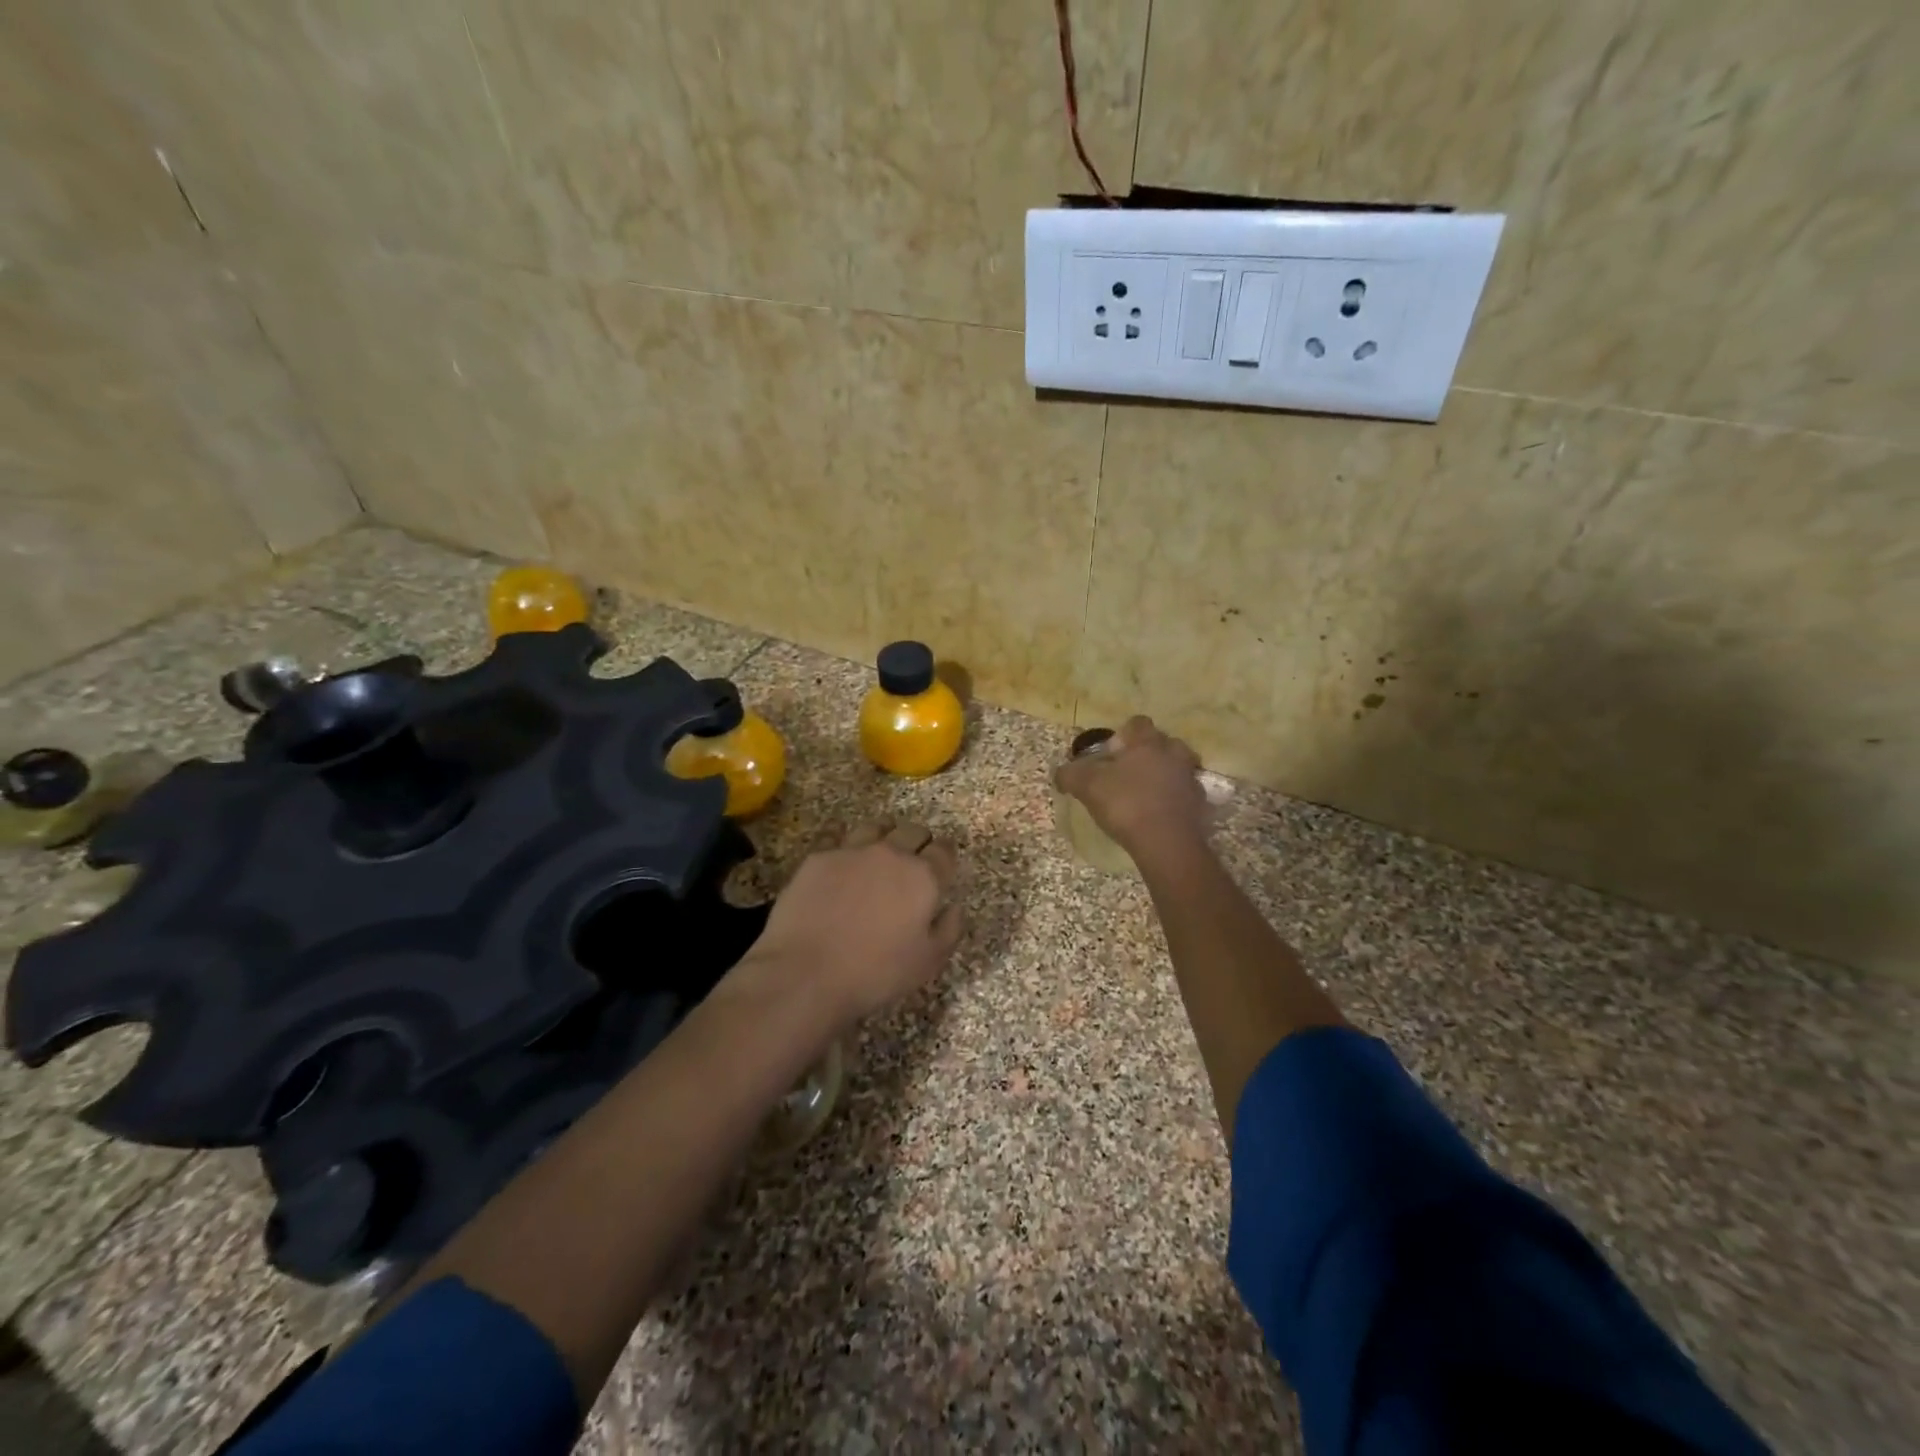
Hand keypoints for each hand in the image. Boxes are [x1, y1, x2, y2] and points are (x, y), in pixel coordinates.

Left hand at [738, 821, 962, 1029]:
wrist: (806, 972)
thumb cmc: (875, 972)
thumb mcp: (927, 962)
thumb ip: (948, 930)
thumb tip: (954, 907)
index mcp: (923, 877)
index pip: (944, 852)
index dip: (945, 856)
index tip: (942, 866)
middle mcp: (890, 854)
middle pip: (912, 831)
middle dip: (918, 841)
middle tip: (914, 858)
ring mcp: (851, 851)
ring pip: (875, 827)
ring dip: (883, 834)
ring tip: (878, 850)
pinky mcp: (818, 857)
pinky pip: (836, 834)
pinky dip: (843, 838)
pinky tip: (840, 849)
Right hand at [1053, 716, 1207, 855]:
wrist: (1167, 843)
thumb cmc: (1126, 804)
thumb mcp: (1087, 786)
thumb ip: (1070, 774)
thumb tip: (1060, 773)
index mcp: (1148, 742)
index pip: (1138, 723)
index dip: (1122, 736)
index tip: (1110, 755)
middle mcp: (1174, 754)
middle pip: (1162, 743)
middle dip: (1146, 754)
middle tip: (1127, 774)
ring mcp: (1190, 779)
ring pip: (1177, 768)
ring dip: (1163, 776)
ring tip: (1143, 796)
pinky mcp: (1200, 805)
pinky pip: (1184, 794)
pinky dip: (1173, 800)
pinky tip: (1157, 815)